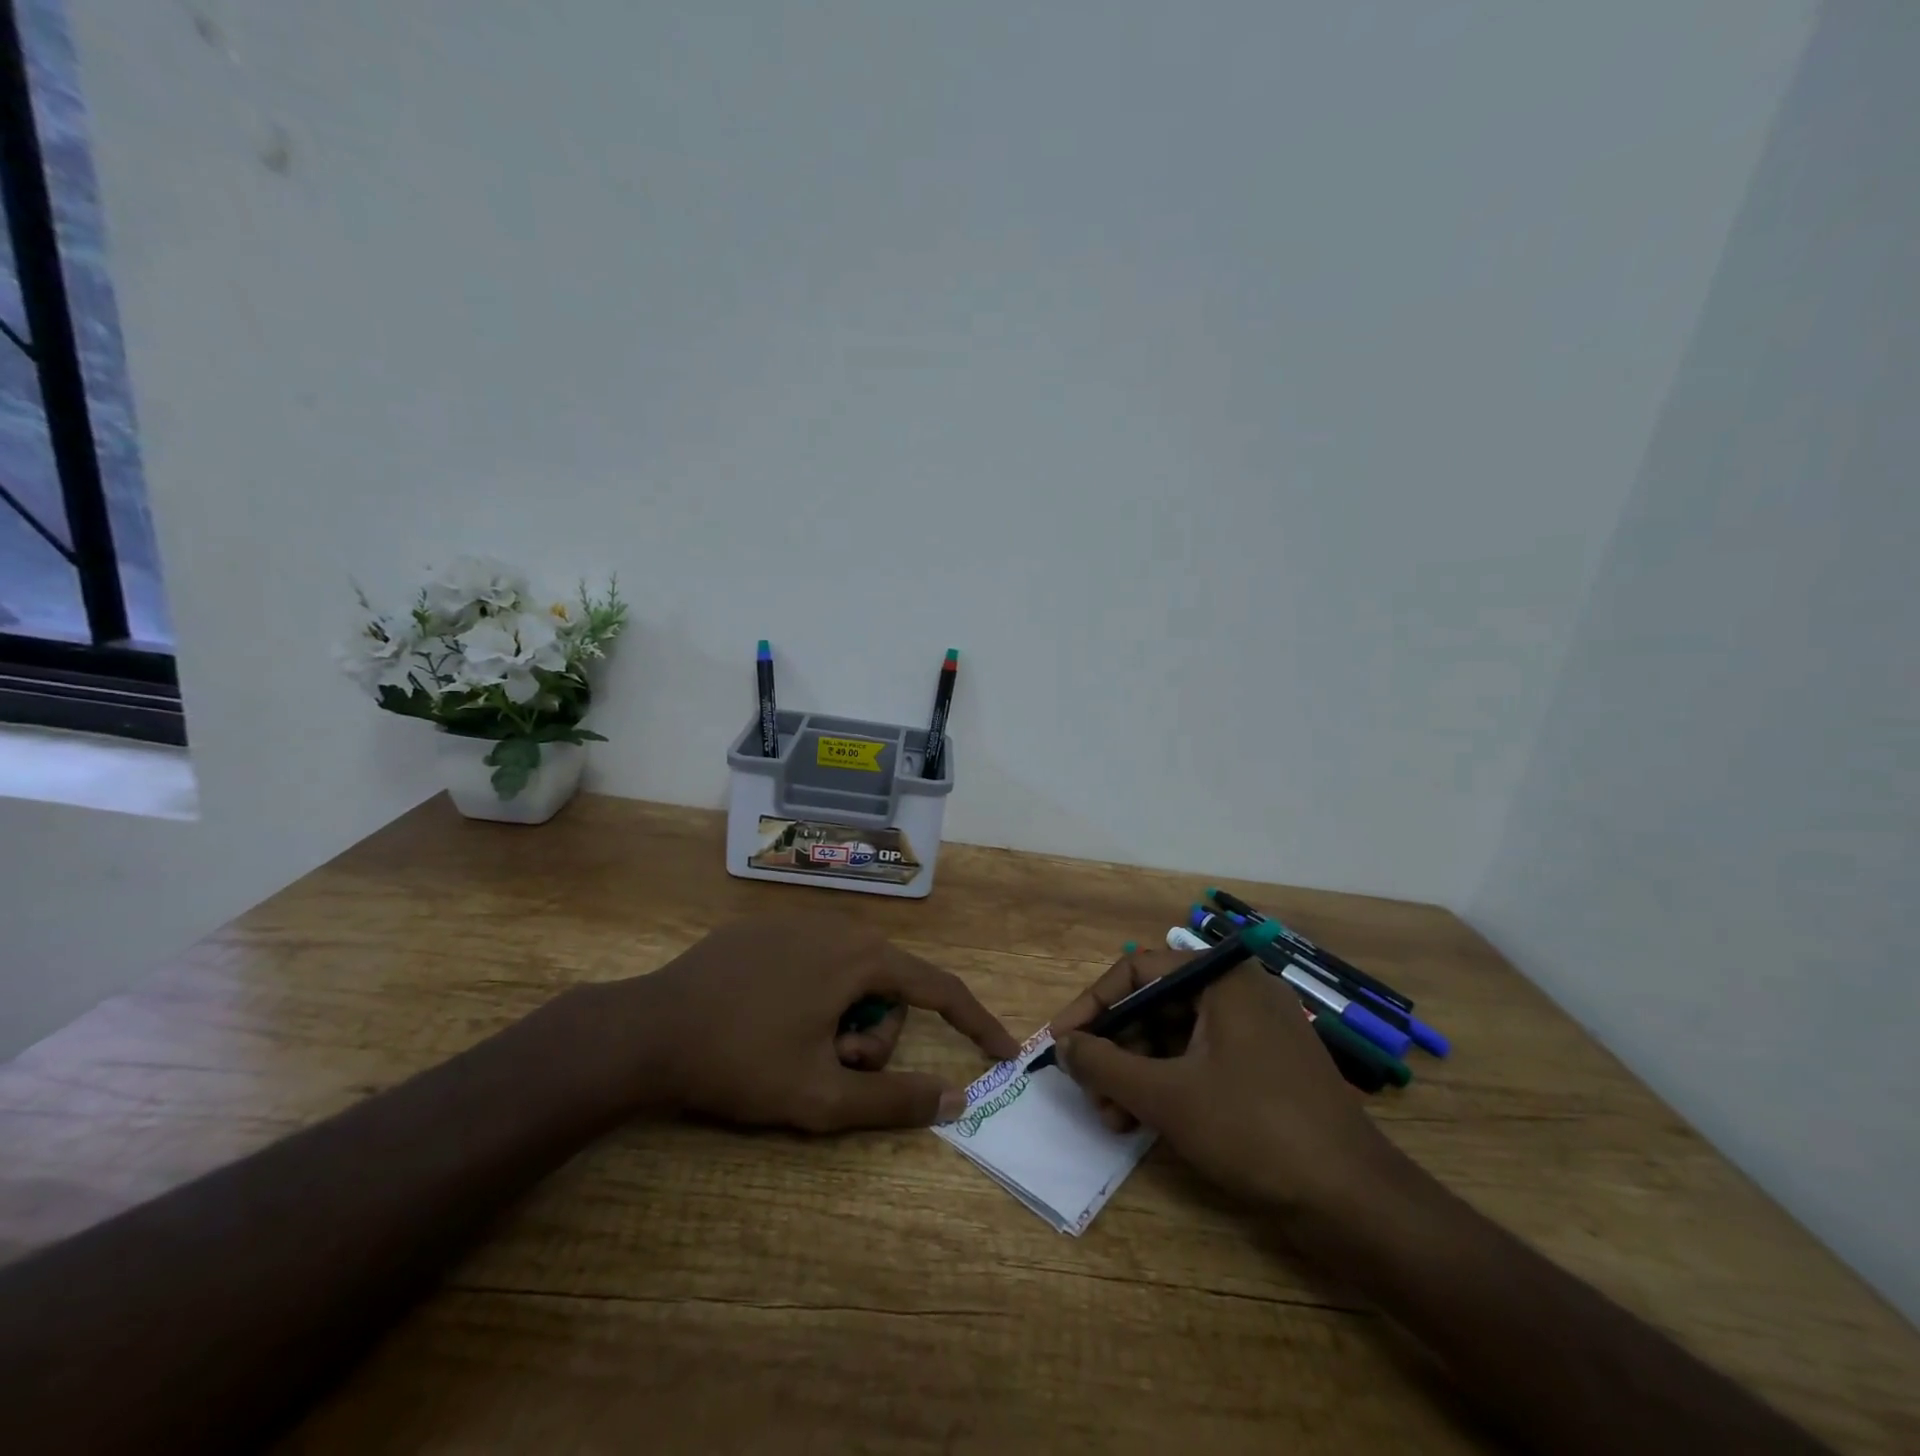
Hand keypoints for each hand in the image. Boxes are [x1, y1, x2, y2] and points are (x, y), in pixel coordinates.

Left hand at [582, 914, 1018, 1132]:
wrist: (646, 1030)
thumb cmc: (741, 1062)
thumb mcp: (821, 1097)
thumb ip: (895, 1100)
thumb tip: (957, 1096)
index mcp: (862, 957)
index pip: (940, 988)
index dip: (976, 1023)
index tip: (1003, 1050)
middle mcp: (840, 925)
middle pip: (890, 988)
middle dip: (875, 1037)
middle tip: (833, 1069)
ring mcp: (799, 921)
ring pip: (852, 976)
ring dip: (842, 1020)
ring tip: (796, 1049)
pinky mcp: (765, 928)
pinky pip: (816, 962)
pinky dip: (815, 997)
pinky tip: (771, 1021)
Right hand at [1049, 949, 1400, 1216]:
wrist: (1356, 1204)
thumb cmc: (1254, 1130)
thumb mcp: (1167, 1096)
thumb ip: (1105, 1065)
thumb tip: (1063, 1045)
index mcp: (1222, 977)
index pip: (1137, 970)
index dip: (1092, 1005)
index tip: (1060, 1041)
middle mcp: (1238, 992)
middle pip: (1155, 1005)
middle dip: (1115, 1049)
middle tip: (1086, 1089)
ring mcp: (1255, 1030)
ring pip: (1175, 1037)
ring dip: (1135, 1073)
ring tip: (1110, 1118)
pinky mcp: (1264, 1068)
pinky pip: (1200, 1060)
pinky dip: (1167, 1085)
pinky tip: (1141, 1122)